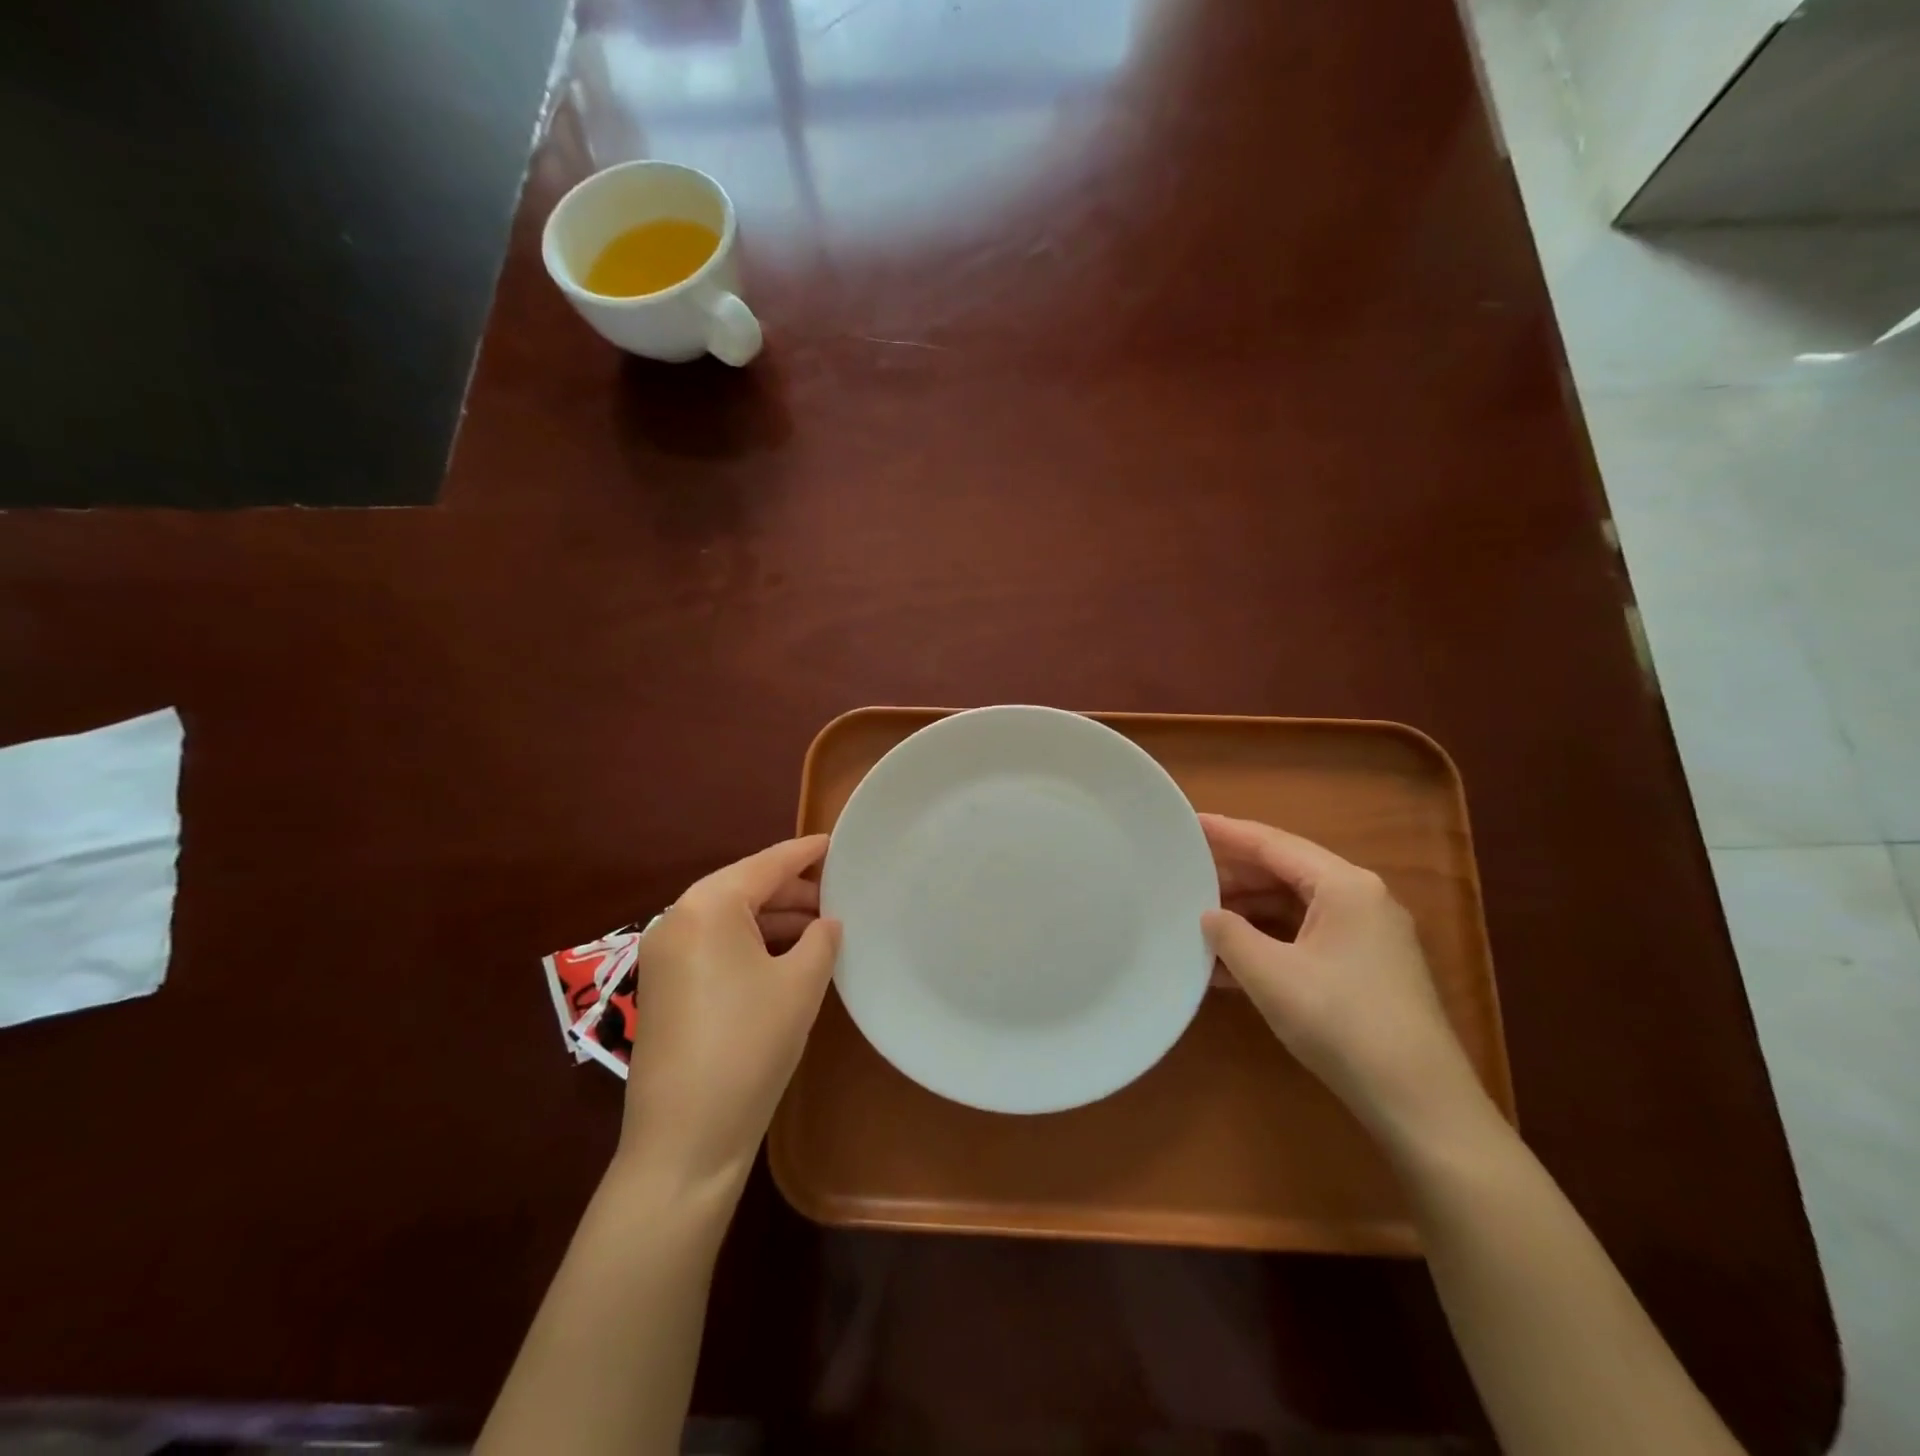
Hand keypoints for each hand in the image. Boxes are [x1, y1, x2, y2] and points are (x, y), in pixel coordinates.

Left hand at [615, 836, 841, 1191]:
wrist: (684, 1139)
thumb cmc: (749, 1046)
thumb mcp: (800, 984)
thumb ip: (821, 939)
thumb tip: (827, 923)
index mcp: (707, 906)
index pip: (766, 864)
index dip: (805, 853)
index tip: (835, 842)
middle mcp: (677, 920)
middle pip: (744, 888)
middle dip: (792, 891)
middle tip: (837, 896)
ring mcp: (663, 956)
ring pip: (728, 919)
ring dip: (773, 920)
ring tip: (820, 929)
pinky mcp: (663, 987)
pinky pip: (713, 946)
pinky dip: (750, 944)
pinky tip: (785, 958)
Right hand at [1200, 813, 1490, 1142]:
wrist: (1420, 1103)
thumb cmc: (1342, 1023)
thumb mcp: (1271, 975)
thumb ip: (1230, 934)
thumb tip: (1210, 914)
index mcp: (1344, 886)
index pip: (1273, 844)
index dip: (1227, 833)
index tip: (1187, 823)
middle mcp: (1361, 898)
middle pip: (1286, 871)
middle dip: (1234, 875)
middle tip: (1185, 874)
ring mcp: (1368, 934)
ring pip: (1295, 906)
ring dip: (1248, 912)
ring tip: (1200, 919)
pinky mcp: (1367, 966)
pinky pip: (1307, 936)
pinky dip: (1270, 941)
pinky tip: (1231, 962)